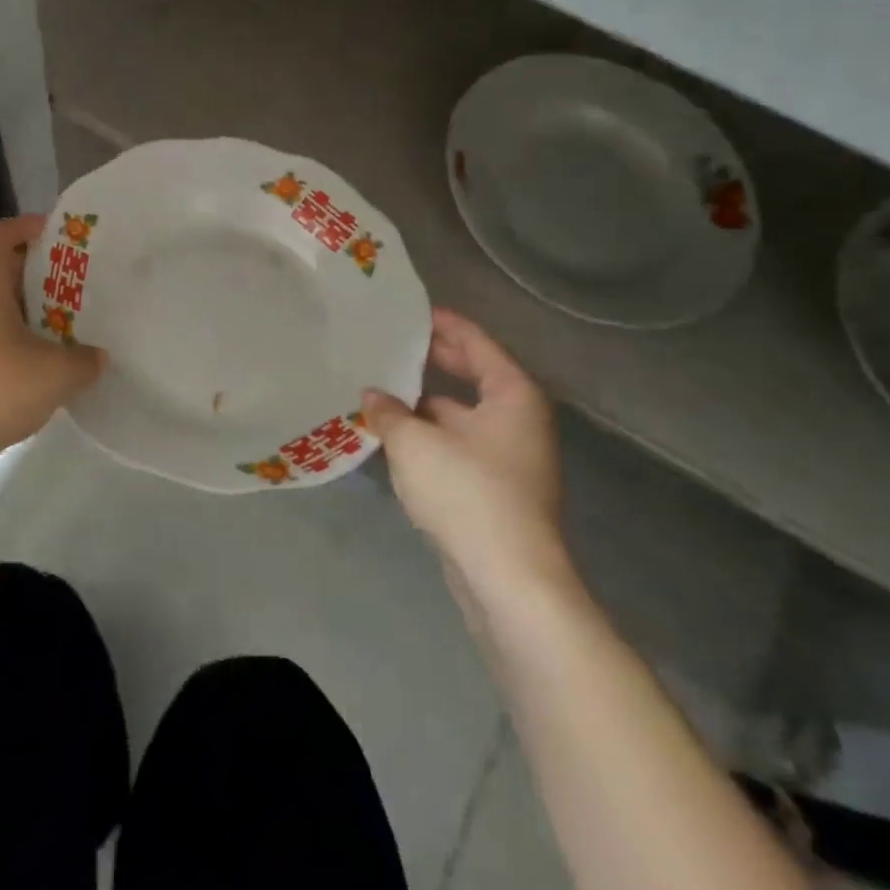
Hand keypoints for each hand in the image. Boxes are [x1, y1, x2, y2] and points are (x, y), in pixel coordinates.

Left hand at [0, 215, 106, 473]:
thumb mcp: (56, 375)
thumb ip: (85, 360)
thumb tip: (97, 358)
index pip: (4, 232)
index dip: (33, 228)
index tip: (63, 239)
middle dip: (31, 274)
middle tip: (68, 289)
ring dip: (12, 307)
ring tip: (49, 327)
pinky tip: (16, 363)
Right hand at [361, 308, 569, 614]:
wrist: (508, 578)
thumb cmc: (467, 492)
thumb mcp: (415, 442)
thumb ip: (388, 411)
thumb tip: (372, 396)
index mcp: (511, 394)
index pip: (475, 342)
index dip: (442, 324)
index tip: (409, 311)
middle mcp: (517, 419)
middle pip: (471, 375)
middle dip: (431, 361)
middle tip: (388, 344)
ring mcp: (509, 456)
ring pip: (460, 413)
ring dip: (423, 403)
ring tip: (379, 388)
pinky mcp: (495, 488)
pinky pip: (457, 444)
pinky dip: (429, 434)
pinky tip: (393, 435)